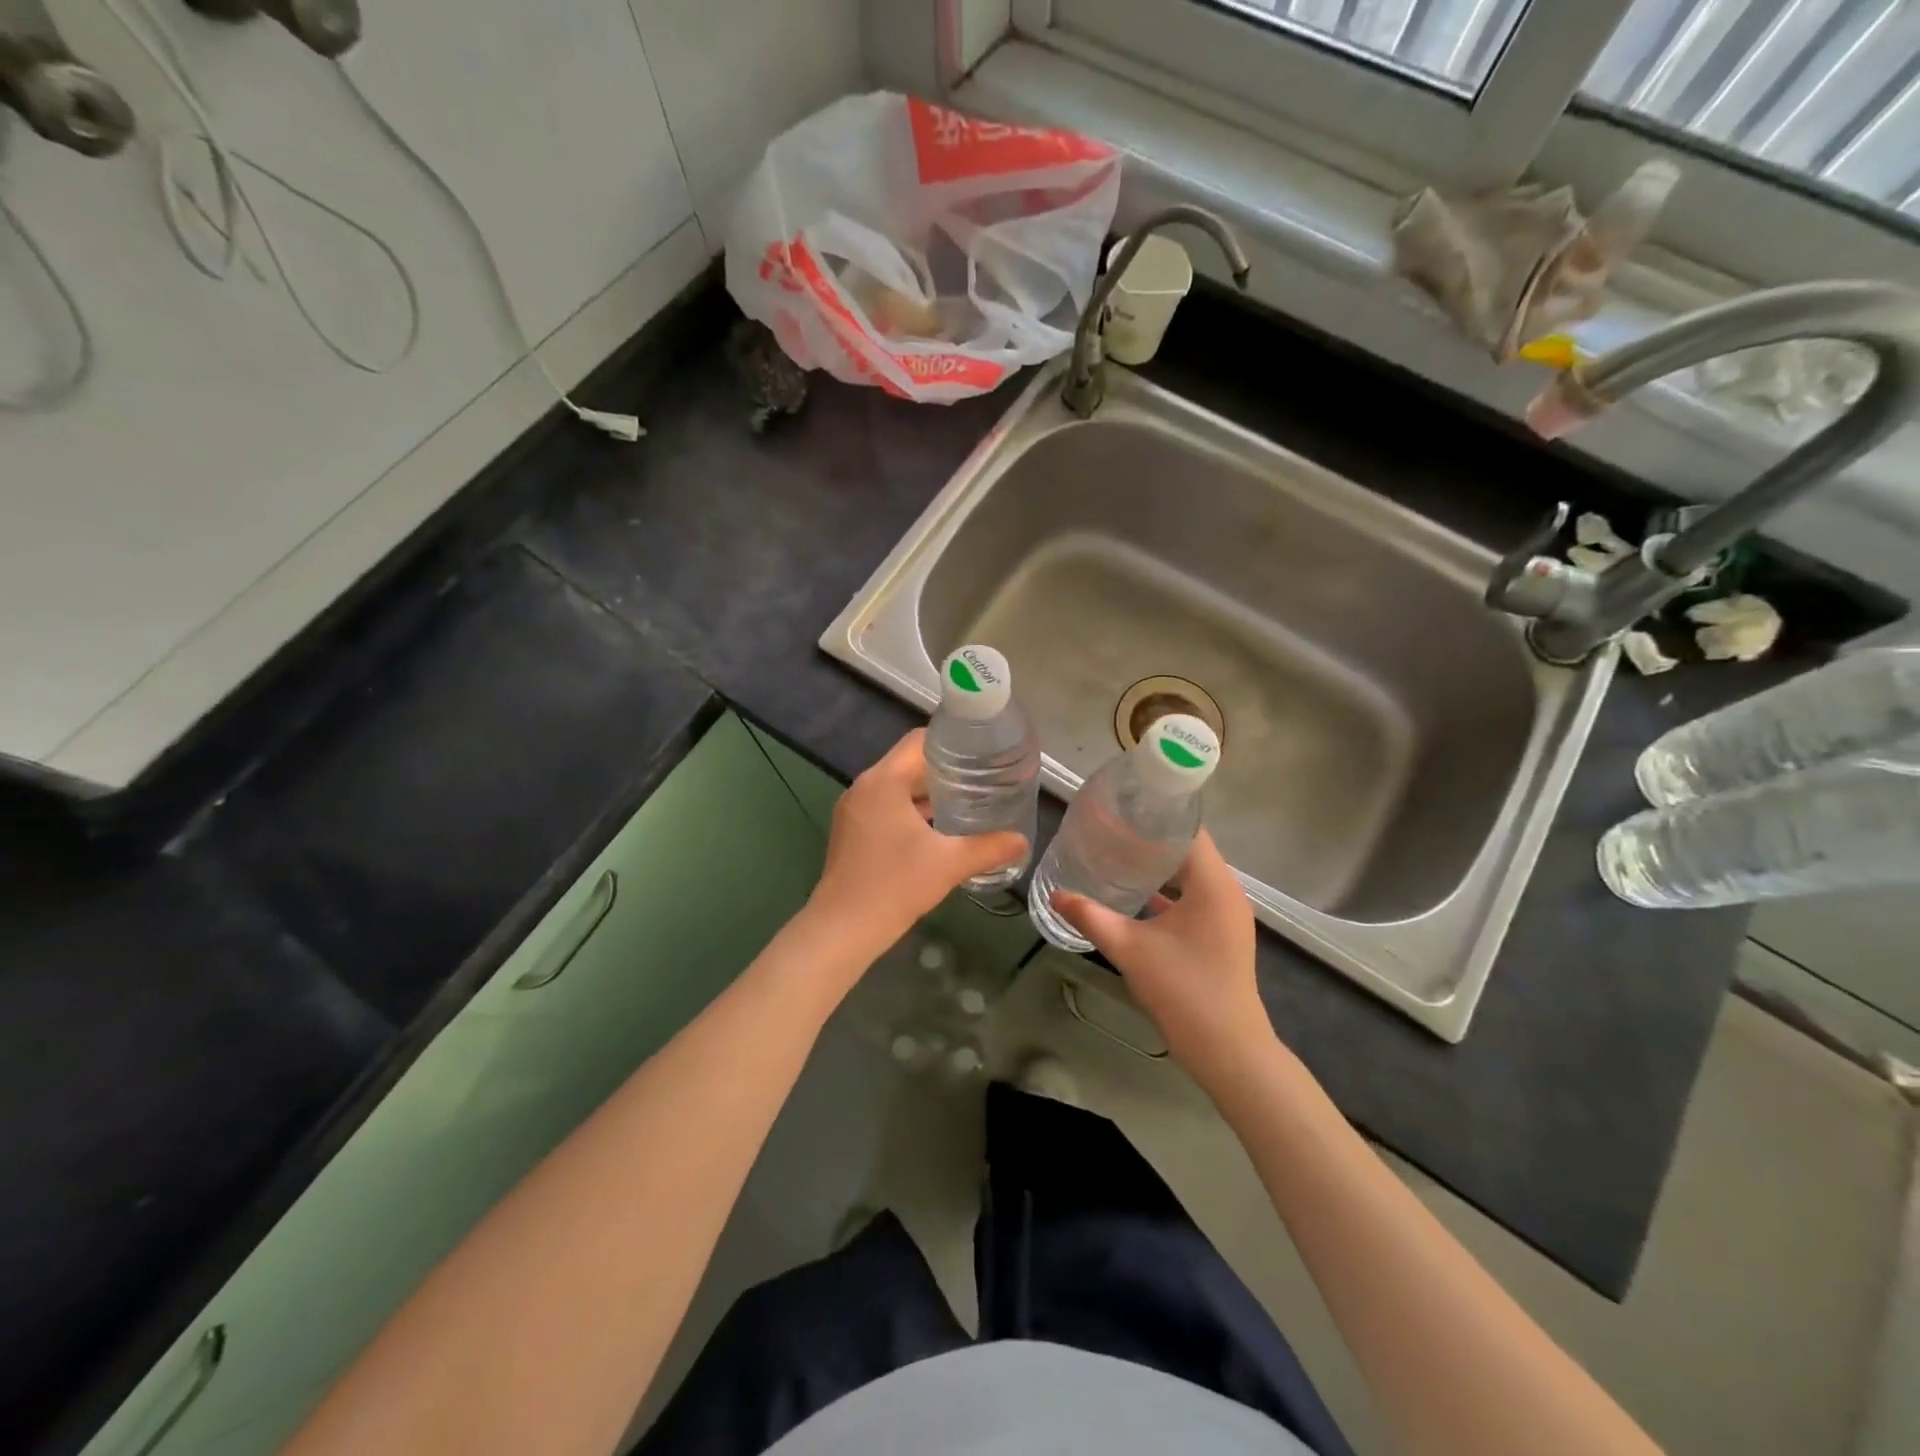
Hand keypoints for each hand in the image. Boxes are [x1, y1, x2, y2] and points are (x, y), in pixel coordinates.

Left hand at [807, 729, 1026, 959]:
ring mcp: (853, 810)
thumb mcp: (949, 864)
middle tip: (981, 777)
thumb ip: (989, 848)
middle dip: (944, 768)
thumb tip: (1022, 841)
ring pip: (896, 786)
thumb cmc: (895, 886)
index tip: (981, 751)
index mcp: (883, 781)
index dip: (951, 741)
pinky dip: (909, 809)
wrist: (843, 929)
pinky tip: (936, 828)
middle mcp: (864, 787)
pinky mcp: (851, 831)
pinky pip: (885, 806)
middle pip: (907, 762)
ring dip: (926, 791)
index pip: (918, 741)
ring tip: (965, 800)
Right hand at [1052, 831, 1275, 1085]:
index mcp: (1213, 883)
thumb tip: (1056, 894)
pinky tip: (1134, 894)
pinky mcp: (1221, 934)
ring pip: (1190, 875)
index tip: (1120, 807)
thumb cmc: (1183, 990)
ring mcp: (1227, 914)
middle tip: (1109, 828)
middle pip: (1188, 849)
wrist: (1228, 1050)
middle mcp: (1226, 891)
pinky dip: (1168, 891)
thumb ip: (1090, 917)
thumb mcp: (1129, 949)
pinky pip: (1194, 898)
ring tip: (1117, 854)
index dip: (1155, 814)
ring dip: (1158, 866)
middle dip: (1150, 838)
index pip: (1188, 829)